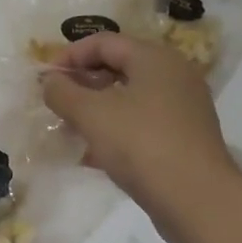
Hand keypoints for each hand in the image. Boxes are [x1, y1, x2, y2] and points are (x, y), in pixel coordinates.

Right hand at [41, 32, 239, 242]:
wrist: (197, 200)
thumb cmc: (141, 144)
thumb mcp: (91, 114)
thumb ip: (63, 92)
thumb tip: (50, 82)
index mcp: (154, 58)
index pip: (103, 42)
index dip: (69, 56)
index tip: (44, 80)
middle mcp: (173, 75)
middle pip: (118, 68)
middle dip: (81, 84)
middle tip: (55, 104)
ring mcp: (182, 108)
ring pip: (128, 98)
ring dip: (95, 110)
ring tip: (69, 130)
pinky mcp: (183, 138)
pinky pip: (141, 124)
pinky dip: (115, 131)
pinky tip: (92, 155)